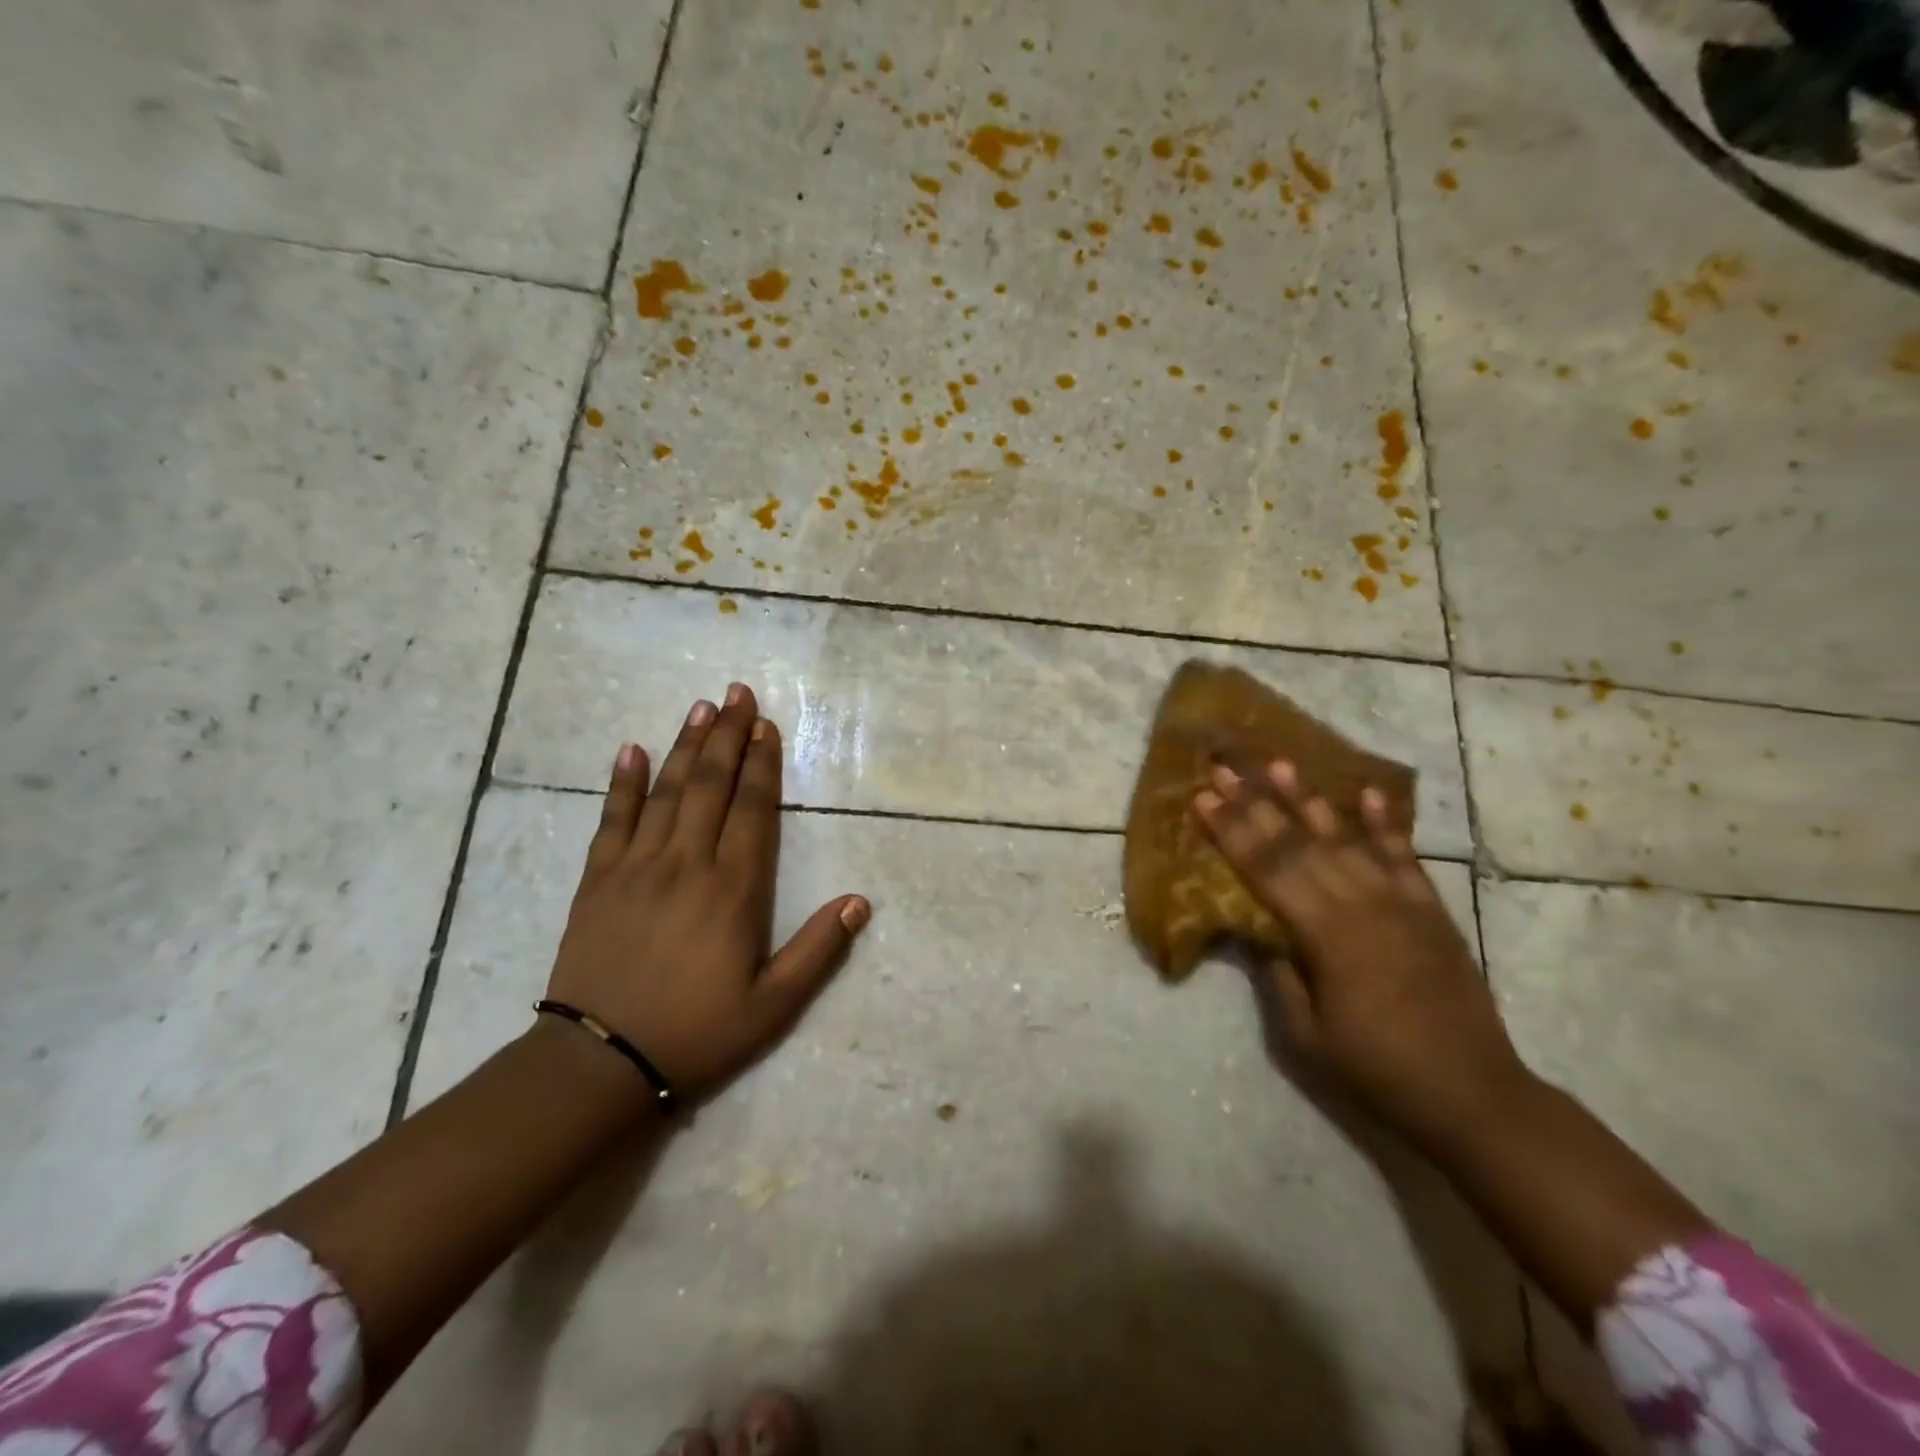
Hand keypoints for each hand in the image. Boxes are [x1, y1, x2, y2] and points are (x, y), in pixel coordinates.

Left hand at [545, 685, 869, 1100]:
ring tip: (701, 707)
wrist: (599, 1063)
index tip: (766, 726)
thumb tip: (859, 902)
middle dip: (727, 736)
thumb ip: (817, 950)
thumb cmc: (696, 1034)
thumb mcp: (773, 1006)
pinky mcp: (597, 880)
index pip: (752, 810)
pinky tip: (631, 751)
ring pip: (666, 792)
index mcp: (733, 890)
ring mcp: (637, 867)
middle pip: (711, 785)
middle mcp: (687, 864)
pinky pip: (612, 820)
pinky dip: (623, 783)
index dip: (761, 764)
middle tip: (737, 692)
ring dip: (686, 746)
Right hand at [1193, 759, 1528, 1145]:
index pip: (1266, 870)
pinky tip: (1366, 793)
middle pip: (1297, 843)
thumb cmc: (1378, 1071)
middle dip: (1255, 803)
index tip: (1202, 798)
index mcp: (1326, 935)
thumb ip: (1278, 974)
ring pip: (1345, 838)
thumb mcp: (1305, 1036)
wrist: (1474, 1095)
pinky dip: (1383, 823)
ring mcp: (1400, 902)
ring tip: (1280, 764)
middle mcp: (1361, 904)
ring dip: (1308, 800)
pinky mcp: (1430, 910)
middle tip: (1225, 768)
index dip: (1231, 831)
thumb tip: (1255, 929)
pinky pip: (1403, 856)